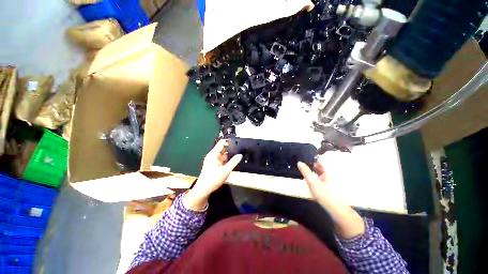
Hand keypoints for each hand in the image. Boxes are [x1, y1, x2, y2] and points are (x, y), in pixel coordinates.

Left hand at [184, 139, 241, 210]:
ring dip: (230, 154)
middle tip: (240, 149)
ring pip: (224, 154)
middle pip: (223, 148)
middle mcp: (213, 156)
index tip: (237, 142)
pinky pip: (223, 159)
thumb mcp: (225, 171)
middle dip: (231, 148)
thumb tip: (240, 155)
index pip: (221, 143)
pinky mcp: (216, 165)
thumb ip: (233, 162)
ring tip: (239, 154)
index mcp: (213, 155)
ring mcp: (214, 160)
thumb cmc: (212, 180)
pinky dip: (228, 159)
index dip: (229, 142)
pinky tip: (234, 161)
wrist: (204, 189)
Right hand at [297, 154, 364, 238]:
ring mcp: (329, 179)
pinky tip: (308, 178)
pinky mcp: (328, 185)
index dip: (311, 156)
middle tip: (300, 163)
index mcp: (327, 171)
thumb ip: (306, 172)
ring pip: (319, 171)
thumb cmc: (325, 195)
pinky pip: (319, 177)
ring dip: (311, 170)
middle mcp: (329, 173)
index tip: (303, 155)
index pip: (319, 159)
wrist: (337, 210)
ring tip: (301, 169)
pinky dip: (313, 176)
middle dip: (309, 163)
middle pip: (319, 165)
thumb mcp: (313, 183)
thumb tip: (299, 162)